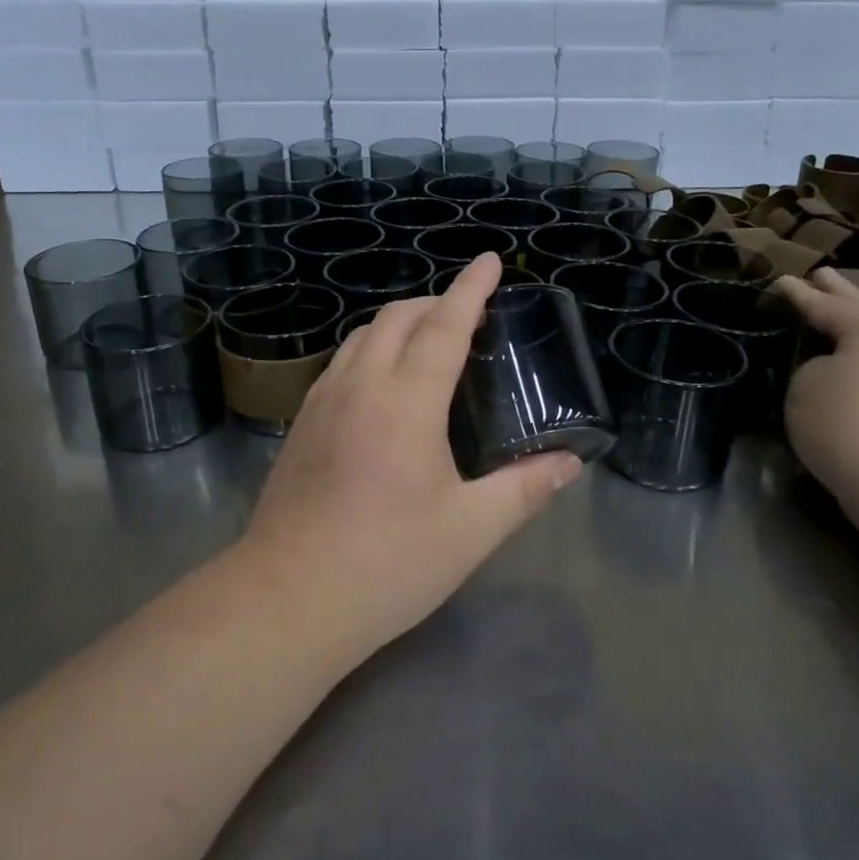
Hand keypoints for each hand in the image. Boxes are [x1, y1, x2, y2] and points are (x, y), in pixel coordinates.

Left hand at [241, 254, 583, 664]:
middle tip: (468, 314)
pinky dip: (370, 349)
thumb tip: (569, 463)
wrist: (289, 598)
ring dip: (398, 323)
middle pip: (396, 318)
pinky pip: (341, 363)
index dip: (469, 290)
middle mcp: (361, 387)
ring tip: (428, 340)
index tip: (490, 261)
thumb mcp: (470, 530)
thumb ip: (524, 489)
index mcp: (406, 403)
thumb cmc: (388, 563)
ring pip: (361, 336)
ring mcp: (323, 402)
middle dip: (434, 302)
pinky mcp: (302, 424)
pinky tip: (381, 382)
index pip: (443, 327)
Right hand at [772, 269, 858, 510]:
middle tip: (822, 274)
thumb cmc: (847, 426)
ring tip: (840, 316)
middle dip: (841, 292)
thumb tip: (830, 371)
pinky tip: (858, 361)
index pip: (826, 305)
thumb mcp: (806, 387)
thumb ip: (813, 367)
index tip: (781, 280)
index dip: (799, 294)